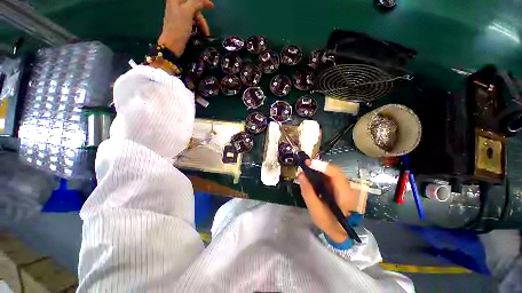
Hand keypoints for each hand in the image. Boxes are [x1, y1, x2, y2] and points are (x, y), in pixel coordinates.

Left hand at [158, 0, 213, 56]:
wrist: (172, 44)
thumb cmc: (179, 27)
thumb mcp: (187, 12)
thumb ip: (195, 3)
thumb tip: (203, 1)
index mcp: (176, 0)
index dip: (202, 1)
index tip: (212, 7)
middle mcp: (176, 5)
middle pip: (193, 6)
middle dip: (201, 17)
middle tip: (206, 29)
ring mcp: (178, 14)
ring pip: (193, 15)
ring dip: (200, 24)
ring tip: (204, 34)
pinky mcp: (180, 23)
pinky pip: (191, 21)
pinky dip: (197, 26)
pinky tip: (200, 32)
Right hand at [297, 160, 363, 242]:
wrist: (341, 232)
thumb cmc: (329, 223)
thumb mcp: (315, 210)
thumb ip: (308, 192)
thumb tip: (300, 174)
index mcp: (345, 194)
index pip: (335, 173)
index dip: (321, 166)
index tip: (307, 163)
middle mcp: (347, 187)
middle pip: (332, 170)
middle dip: (317, 166)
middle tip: (303, 165)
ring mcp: (343, 186)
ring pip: (330, 172)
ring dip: (317, 169)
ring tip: (305, 169)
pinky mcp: (338, 187)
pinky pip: (328, 176)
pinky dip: (318, 174)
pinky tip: (311, 176)